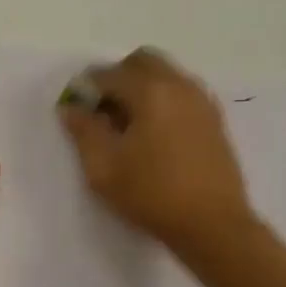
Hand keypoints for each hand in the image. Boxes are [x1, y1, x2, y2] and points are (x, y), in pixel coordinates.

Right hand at [58, 47, 254, 252]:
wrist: (213, 225)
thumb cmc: (152, 194)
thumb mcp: (104, 168)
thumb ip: (83, 130)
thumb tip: (71, 107)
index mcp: (150, 91)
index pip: (109, 74)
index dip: (87, 88)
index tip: (77, 110)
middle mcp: (179, 85)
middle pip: (142, 61)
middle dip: (118, 78)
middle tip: (104, 112)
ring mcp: (202, 100)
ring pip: (165, 74)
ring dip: (142, 87)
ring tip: (129, 125)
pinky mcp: (215, 119)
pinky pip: (182, 92)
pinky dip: (163, 99)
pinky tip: (155, 134)